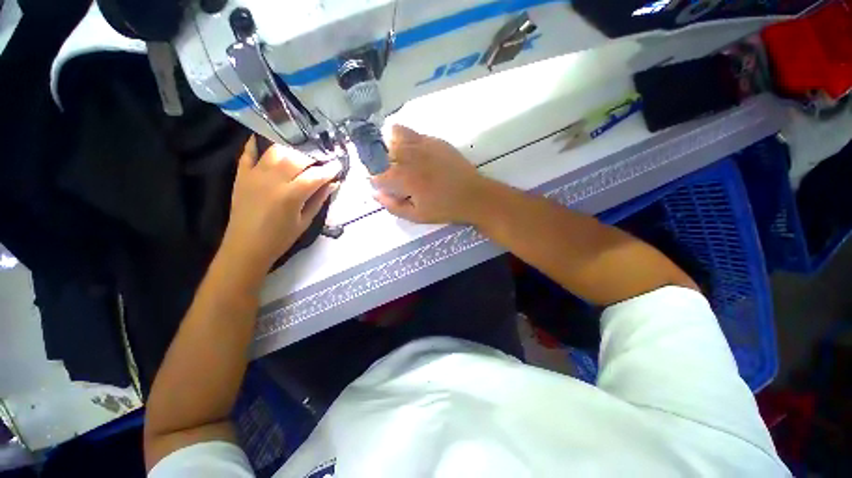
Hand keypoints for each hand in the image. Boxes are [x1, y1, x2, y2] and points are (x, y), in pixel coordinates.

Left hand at [221, 137, 340, 271]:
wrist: (246, 246)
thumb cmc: (280, 238)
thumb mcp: (305, 221)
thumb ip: (319, 200)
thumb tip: (333, 184)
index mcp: (291, 195)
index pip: (316, 175)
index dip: (330, 169)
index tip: (339, 165)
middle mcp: (273, 180)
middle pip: (297, 158)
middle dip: (314, 156)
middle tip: (322, 159)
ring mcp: (255, 175)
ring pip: (276, 150)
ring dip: (292, 148)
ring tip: (302, 152)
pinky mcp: (242, 175)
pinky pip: (248, 152)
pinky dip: (257, 142)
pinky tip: (269, 138)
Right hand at [372, 125, 492, 223]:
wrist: (473, 195)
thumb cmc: (444, 209)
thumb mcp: (416, 216)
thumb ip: (393, 206)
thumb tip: (375, 194)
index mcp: (404, 178)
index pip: (376, 174)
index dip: (377, 182)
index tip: (384, 188)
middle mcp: (409, 157)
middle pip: (381, 151)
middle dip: (380, 163)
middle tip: (392, 175)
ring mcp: (422, 145)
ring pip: (394, 135)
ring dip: (390, 147)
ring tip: (400, 159)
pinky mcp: (434, 140)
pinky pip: (412, 133)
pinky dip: (406, 140)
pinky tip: (416, 154)